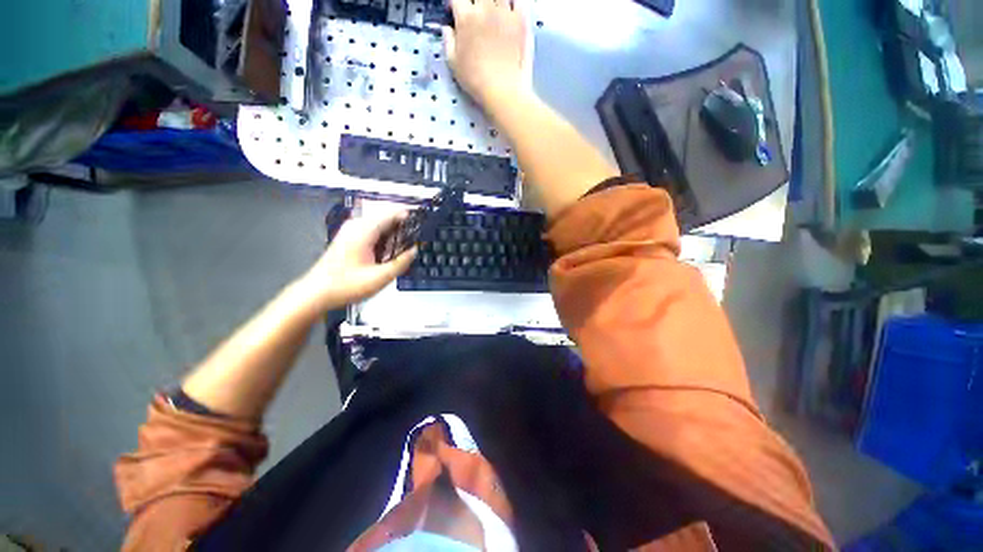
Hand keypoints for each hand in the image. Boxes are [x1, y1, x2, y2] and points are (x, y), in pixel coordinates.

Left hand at [297, 211, 416, 312]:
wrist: (318, 292)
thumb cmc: (344, 285)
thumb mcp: (380, 278)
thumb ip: (401, 263)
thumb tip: (414, 251)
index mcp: (363, 231)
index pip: (391, 213)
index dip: (408, 217)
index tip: (420, 224)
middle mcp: (355, 226)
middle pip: (386, 217)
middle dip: (402, 228)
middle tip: (412, 243)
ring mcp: (351, 230)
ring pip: (380, 224)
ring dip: (393, 234)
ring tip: (400, 250)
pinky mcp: (349, 237)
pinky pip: (373, 230)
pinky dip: (383, 238)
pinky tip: (386, 253)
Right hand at [443, 0, 533, 112]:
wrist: (503, 90)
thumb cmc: (476, 80)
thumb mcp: (453, 64)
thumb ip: (448, 41)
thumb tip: (447, 29)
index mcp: (465, 17)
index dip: (453, 4)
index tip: (454, 10)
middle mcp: (485, 8)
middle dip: (473, 2)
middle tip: (474, 13)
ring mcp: (505, 12)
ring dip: (492, 2)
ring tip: (491, 12)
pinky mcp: (521, 21)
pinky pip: (518, 1)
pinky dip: (513, 2)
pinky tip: (509, 10)